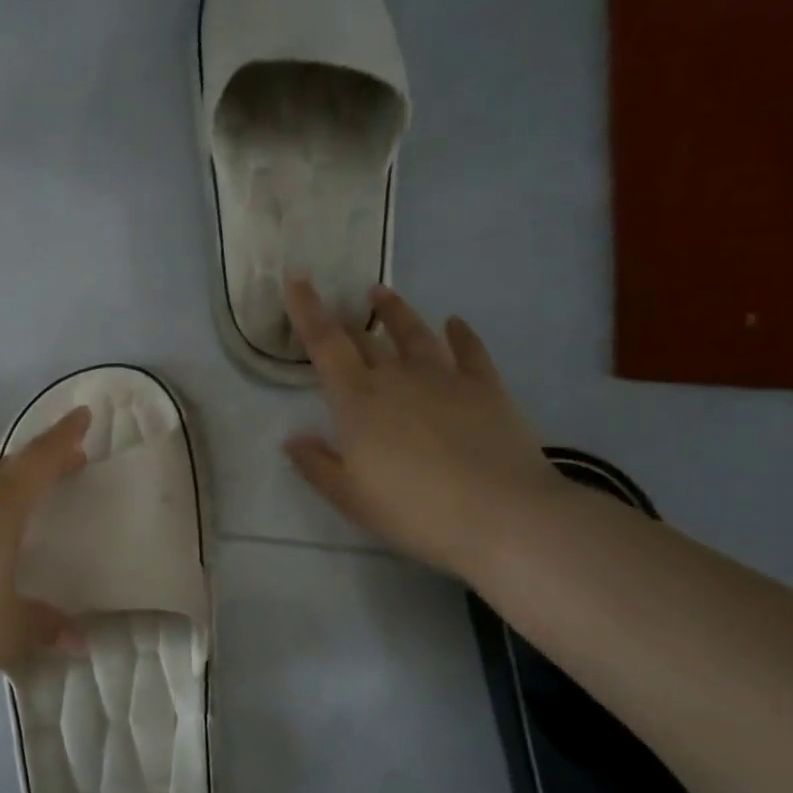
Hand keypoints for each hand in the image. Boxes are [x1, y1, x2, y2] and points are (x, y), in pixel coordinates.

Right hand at [282, 277, 558, 576]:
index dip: (308, 311)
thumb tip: (292, 438)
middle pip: (365, 339)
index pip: (325, 346)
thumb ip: (316, 464)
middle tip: (335, 307)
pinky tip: (455, 323)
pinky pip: (469, 350)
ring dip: (396, 312)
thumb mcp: (350, 497)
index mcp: (358, 401)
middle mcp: (397, 377)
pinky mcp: (485, 387)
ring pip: (414, 333)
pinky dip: (460, 334)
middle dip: (345, 320)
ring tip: (382, 294)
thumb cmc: (413, 510)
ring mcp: (444, 378)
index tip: (297, 280)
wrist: (500, 513)